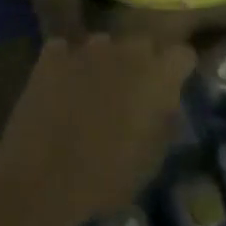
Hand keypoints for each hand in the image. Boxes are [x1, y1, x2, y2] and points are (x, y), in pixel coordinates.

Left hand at [0, 35, 193, 225]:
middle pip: (143, 44)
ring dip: (104, 62)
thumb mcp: (153, 158)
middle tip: (131, 93)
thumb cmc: (108, 177)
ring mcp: (86, 50)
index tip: (171, 89)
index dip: (177, 71)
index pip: (183, 54)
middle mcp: (126, 52)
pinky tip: (60, 88)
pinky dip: (66, 65)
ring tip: (92, 91)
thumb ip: (165, 119)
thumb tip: (164, 102)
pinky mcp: (51, 57)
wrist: (42, 181)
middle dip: (141, 63)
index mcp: (158, 76)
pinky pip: (65, 51)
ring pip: (104, 44)